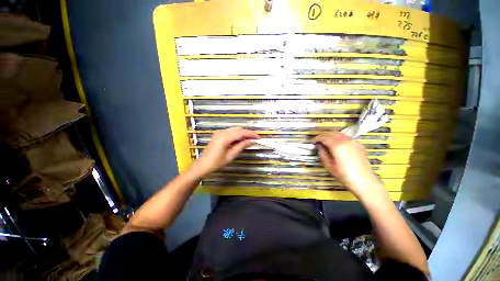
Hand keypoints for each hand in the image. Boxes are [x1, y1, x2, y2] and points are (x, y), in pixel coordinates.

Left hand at [191, 127, 259, 176]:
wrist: (204, 164)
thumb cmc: (217, 162)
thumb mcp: (231, 155)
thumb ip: (242, 146)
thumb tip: (252, 141)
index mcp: (225, 137)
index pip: (241, 133)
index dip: (251, 134)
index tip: (259, 137)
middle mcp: (222, 132)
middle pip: (239, 129)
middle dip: (248, 133)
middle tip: (256, 139)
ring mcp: (220, 132)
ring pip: (235, 130)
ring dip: (243, 133)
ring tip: (250, 139)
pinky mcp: (219, 134)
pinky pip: (231, 132)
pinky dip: (238, 134)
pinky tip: (242, 139)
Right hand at [315, 132, 378, 193]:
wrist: (364, 180)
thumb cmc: (343, 174)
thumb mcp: (328, 165)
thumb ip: (323, 153)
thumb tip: (319, 146)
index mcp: (337, 146)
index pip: (324, 137)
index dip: (318, 138)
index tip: (313, 140)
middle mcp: (346, 140)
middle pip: (332, 133)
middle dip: (324, 135)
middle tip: (318, 139)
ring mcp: (353, 141)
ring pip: (340, 134)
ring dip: (331, 135)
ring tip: (326, 140)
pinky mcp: (359, 144)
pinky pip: (346, 137)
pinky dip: (339, 138)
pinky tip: (337, 143)